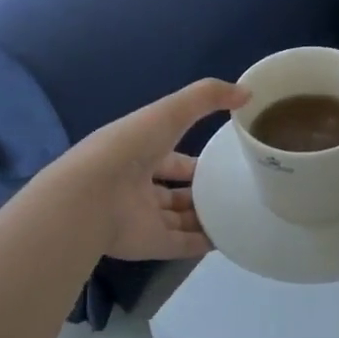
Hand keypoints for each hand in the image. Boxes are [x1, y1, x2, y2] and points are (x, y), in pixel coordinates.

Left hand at [62, 78, 248, 260]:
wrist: (90, 197)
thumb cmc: (129, 148)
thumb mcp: (170, 112)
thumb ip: (207, 97)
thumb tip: (247, 92)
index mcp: (139, 154)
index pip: (172, 158)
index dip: (196, 159)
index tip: (225, 161)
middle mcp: (139, 187)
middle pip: (176, 192)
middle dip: (201, 191)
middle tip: (237, 191)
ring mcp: (143, 218)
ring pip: (180, 219)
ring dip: (205, 217)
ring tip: (240, 214)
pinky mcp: (150, 244)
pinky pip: (182, 245)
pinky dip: (204, 243)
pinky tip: (230, 238)